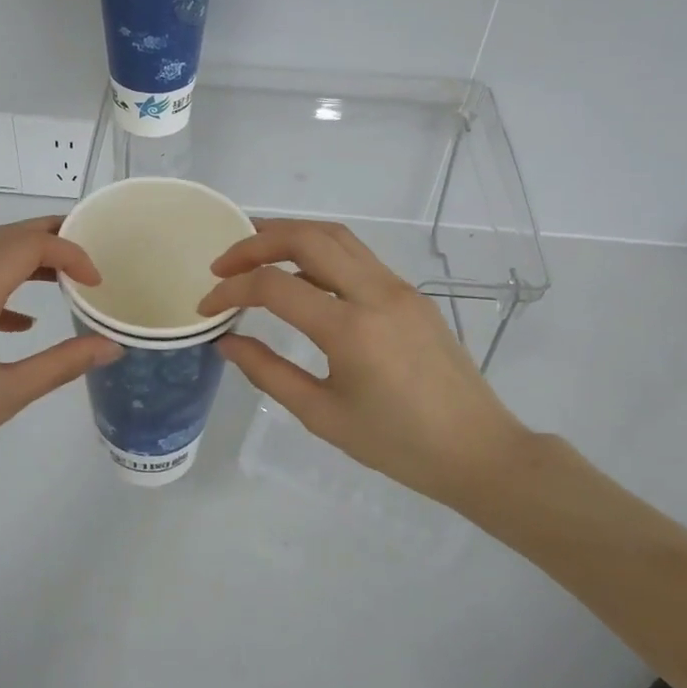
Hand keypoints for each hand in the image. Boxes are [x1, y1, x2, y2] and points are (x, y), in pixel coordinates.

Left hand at [0, 217, 120, 510]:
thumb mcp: (6, 396)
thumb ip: (62, 364)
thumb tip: (111, 346)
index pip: (26, 247)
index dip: (68, 252)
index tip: (96, 280)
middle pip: (1, 239)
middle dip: (46, 236)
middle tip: (87, 248)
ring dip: (22, 259)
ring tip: (61, 278)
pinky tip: (19, 323)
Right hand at [199, 218, 543, 510]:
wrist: (479, 451)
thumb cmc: (398, 445)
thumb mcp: (322, 416)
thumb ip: (268, 373)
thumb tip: (227, 341)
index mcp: (351, 329)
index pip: (274, 286)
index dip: (231, 290)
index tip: (207, 306)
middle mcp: (376, 293)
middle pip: (308, 237)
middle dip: (257, 241)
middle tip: (224, 263)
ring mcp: (399, 287)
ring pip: (336, 236)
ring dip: (290, 236)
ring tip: (254, 256)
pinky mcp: (411, 293)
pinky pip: (357, 257)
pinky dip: (318, 253)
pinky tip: (300, 280)